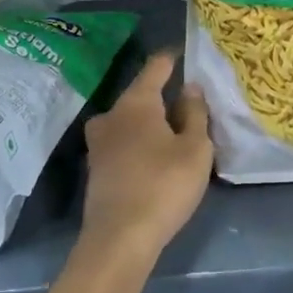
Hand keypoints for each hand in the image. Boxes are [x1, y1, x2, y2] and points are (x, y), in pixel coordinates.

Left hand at [81, 51, 212, 261]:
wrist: (119, 239)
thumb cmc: (164, 185)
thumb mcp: (195, 149)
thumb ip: (195, 114)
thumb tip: (190, 88)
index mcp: (136, 103)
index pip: (155, 67)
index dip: (172, 59)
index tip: (185, 53)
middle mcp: (111, 115)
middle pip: (140, 96)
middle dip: (163, 97)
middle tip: (190, 105)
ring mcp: (99, 143)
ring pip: (130, 121)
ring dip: (151, 123)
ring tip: (176, 133)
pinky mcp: (97, 168)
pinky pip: (123, 143)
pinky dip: (140, 143)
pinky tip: (156, 158)